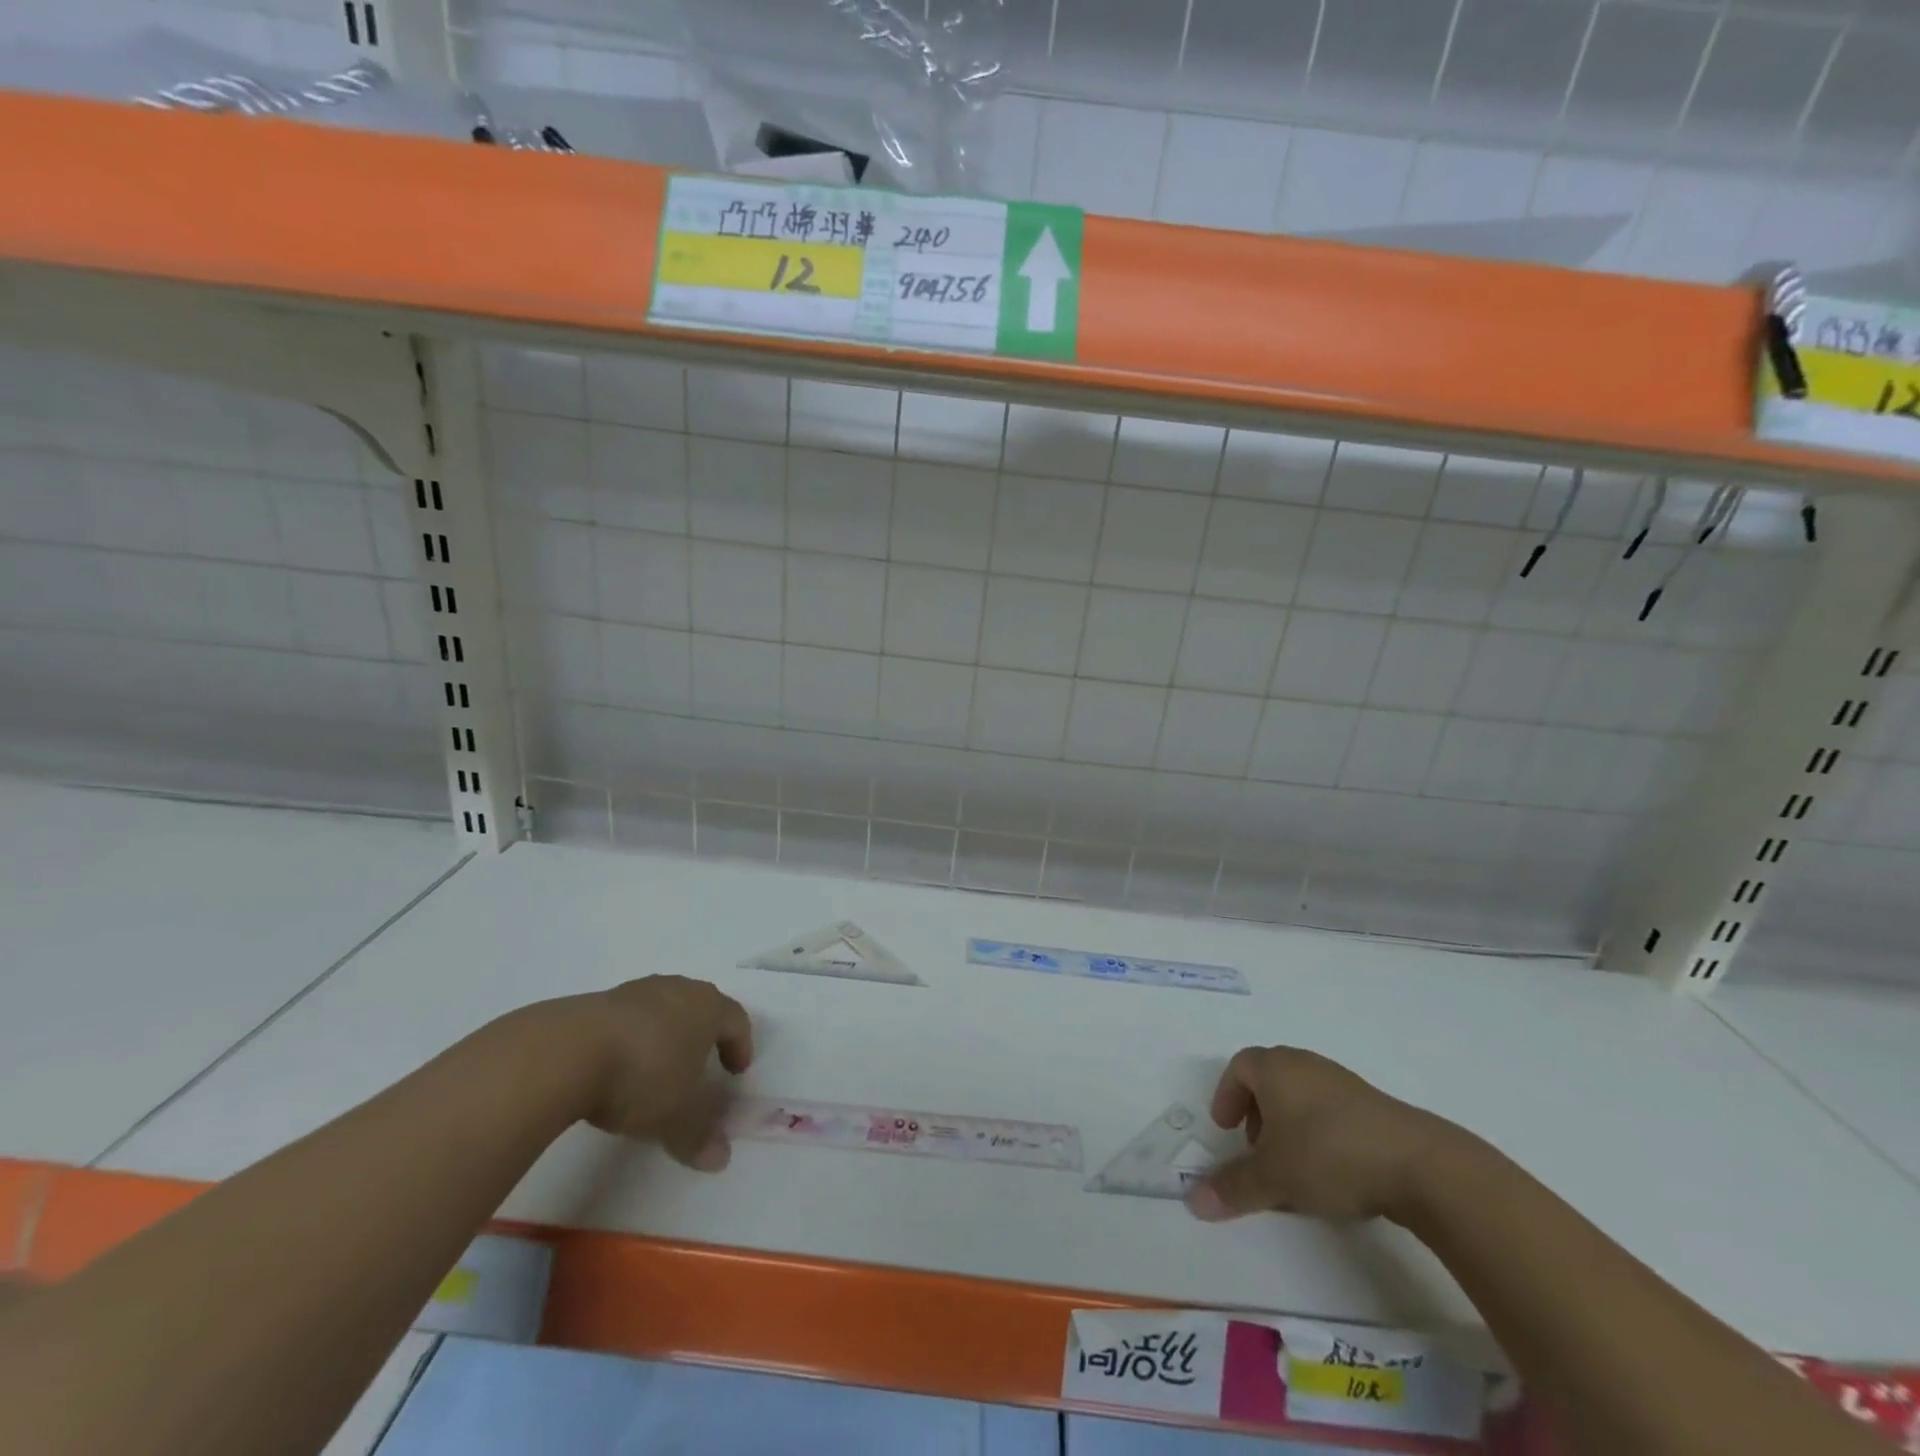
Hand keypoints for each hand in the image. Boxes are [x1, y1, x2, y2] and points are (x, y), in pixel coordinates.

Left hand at [561, 976, 753, 1169]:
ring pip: (664, 1009)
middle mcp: (678, 989)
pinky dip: (633, 1038)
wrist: (567, 1052)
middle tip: (702, 1066)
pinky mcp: (599, 1000)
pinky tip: (618, 1066)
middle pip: (701, 1007)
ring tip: (657, 1068)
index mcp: (708, 1007)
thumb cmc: (642, 1076)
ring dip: (667, 1034)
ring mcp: (637, 991)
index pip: (736, 1020)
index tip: (736, 1072)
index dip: (740, 1046)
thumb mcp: (677, 1116)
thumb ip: (700, 1135)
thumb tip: (721, 1158)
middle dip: (705, 1035)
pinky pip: (629, 1017)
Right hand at [1184, 1046, 1464, 1224]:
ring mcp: (1343, 1083)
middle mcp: (1306, 1065)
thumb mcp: (1273, 1177)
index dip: (1227, 1096)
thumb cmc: (1329, 1155)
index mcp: (1275, 1068)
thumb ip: (1233, 1187)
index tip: (1226, 1129)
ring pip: (1302, 1096)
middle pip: (1270, 1078)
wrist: (1420, 1165)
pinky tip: (1331, 1172)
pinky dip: (1319, 1133)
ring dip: (1288, 1125)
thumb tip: (1192, 1202)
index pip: (1239, 1067)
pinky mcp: (1374, 1106)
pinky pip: (1331, 1111)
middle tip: (1255, 1148)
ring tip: (1293, 1167)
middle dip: (1256, 1112)